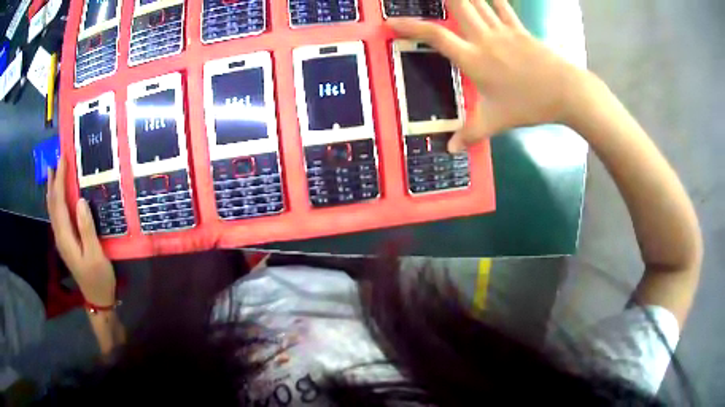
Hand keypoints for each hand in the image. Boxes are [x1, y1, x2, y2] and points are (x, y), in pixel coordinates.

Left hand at [47, 157, 115, 306]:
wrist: (97, 298)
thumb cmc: (98, 277)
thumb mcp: (96, 254)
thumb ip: (86, 228)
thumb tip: (79, 200)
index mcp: (65, 236)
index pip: (59, 202)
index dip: (59, 180)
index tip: (63, 159)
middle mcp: (60, 235)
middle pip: (52, 204)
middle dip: (53, 182)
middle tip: (55, 161)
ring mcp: (62, 240)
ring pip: (52, 210)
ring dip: (52, 190)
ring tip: (52, 173)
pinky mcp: (66, 242)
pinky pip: (56, 216)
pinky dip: (55, 202)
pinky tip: (57, 198)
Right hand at [388, 0, 586, 151]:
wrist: (564, 92)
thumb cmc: (528, 104)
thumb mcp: (496, 122)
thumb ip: (470, 134)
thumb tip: (450, 150)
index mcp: (473, 59)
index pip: (436, 37)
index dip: (411, 27)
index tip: (392, 22)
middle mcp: (484, 38)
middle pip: (458, 7)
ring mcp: (503, 31)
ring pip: (478, 3)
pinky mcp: (520, 30)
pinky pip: (503, 8)